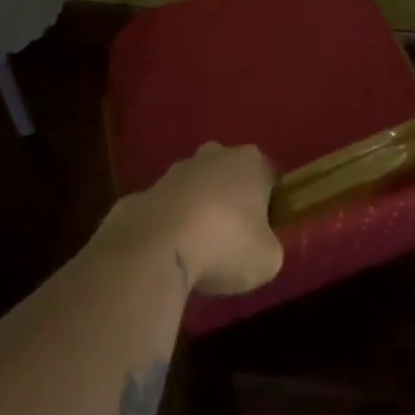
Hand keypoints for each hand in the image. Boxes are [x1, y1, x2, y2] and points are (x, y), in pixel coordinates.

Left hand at [111, 142, 283, 296]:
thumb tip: (260, 247)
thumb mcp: (267, 259)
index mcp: (251, 163)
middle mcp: (214, 155)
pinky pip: (166, 209)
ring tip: (198, 250)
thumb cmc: (225, 244)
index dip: (270, 205)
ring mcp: (175, 171)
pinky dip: (169, 226)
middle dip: (231, 200)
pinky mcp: (144, 192)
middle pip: (230, 175)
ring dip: (198, 211)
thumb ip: (269, 246)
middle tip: (232, 238)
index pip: (270, 177)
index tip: (265, 232)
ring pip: (195, 188)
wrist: (155, 248)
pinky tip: (169, 255)